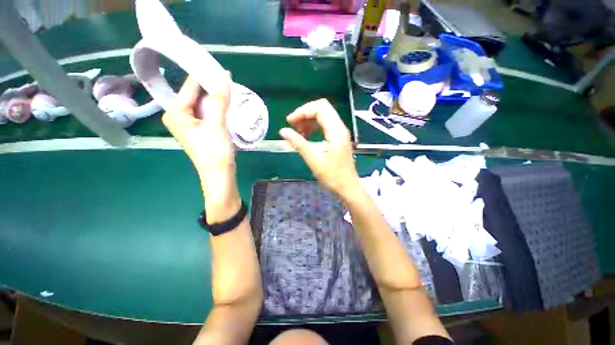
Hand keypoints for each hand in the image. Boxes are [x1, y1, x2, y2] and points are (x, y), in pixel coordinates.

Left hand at [162, 75, 239, 221]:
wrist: (219, 174)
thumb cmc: (214, 151)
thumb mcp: (217, 124)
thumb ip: (219, 101)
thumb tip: (224, 76)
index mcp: (175, 112)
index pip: (189, 87)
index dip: (204, 76)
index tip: (218, 66)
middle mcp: (178, 115)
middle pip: (195, 94)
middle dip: (211, 87)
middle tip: (227, 78)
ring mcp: (189, 123)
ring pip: (202, 103)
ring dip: (215, 97)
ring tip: (229, 88)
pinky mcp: (200, 129)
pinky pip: (207, 112)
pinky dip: (217, 107)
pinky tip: (226, 104)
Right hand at [279, 99, 359, 199]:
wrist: (348, 187)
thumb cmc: (333, 176)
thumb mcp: (314, 160)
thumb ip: (298, 143)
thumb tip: (283, 131)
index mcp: (336, 131)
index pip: (320, 109)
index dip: (303, 111)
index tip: (289, 122)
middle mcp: (340, 127)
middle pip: (322, 108)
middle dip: (305, 112)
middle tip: (292, 124)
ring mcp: (341, 132)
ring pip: (324, 115)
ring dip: (309, 119)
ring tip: (298, 131)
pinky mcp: (339, 138)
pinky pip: (326, 124)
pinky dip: (314, 126)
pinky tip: (306, 135)